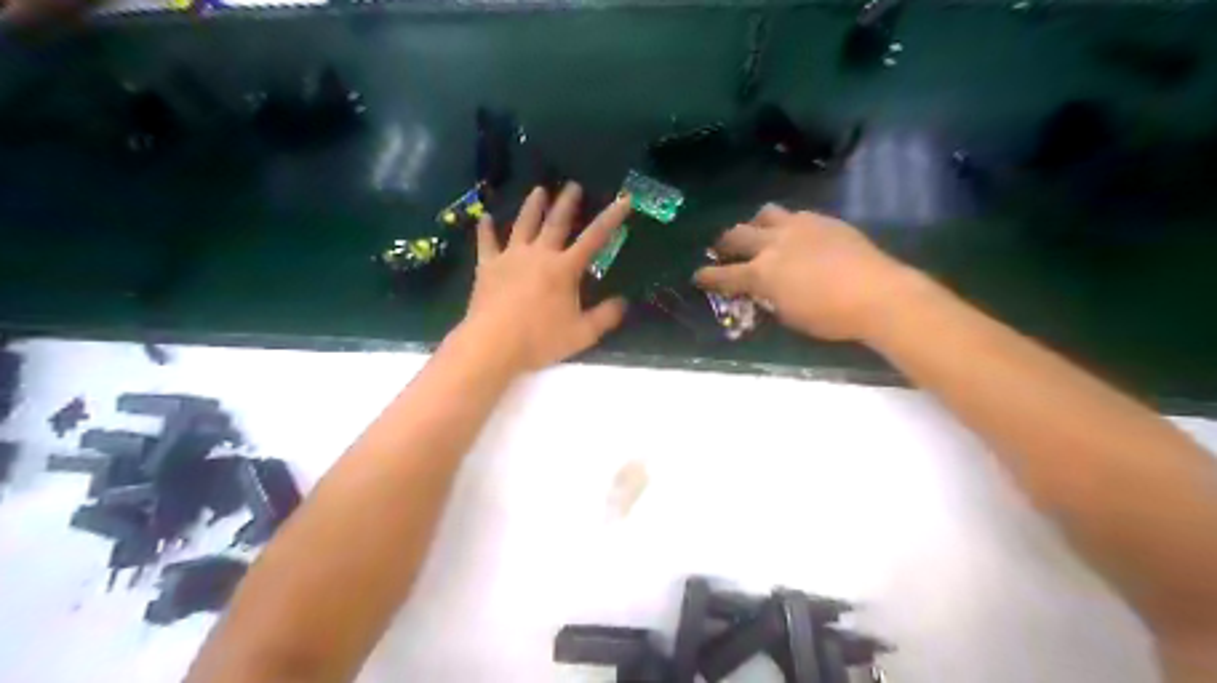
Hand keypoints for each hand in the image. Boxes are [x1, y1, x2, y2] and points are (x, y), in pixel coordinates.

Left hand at [454, 181, 625, 371]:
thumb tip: (623, 302)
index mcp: (564, 268)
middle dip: (567, 203)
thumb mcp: (582, 334)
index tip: (624, 200)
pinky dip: (486, 230)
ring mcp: (511, 257)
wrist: (493, 344)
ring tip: (539, 190)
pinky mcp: (488, 266)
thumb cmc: (540, 339)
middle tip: (573, 185)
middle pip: (556, 222)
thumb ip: (605, 317)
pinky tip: (485, 218)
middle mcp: (539, 254)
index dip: (611, 218)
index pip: (595, 238)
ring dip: (532, 206)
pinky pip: (487, 242)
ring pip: (523, 224)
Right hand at [694, 202, 921, 341]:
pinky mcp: (822, 220)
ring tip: (759, 234)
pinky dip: (786, 224)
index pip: (724, 275)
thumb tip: (763, 291)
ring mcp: (798, 227)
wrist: (878, 293)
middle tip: (722, 250)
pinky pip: (794, 215)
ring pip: (764, 215)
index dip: (707, 277)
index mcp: (762, 273)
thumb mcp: (789, 316)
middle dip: (725, 244)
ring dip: (755, 225)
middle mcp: (774, 244)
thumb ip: (769, 298)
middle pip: (737, 235)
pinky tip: (795, 234)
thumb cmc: (831, 316)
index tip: (697, 276)